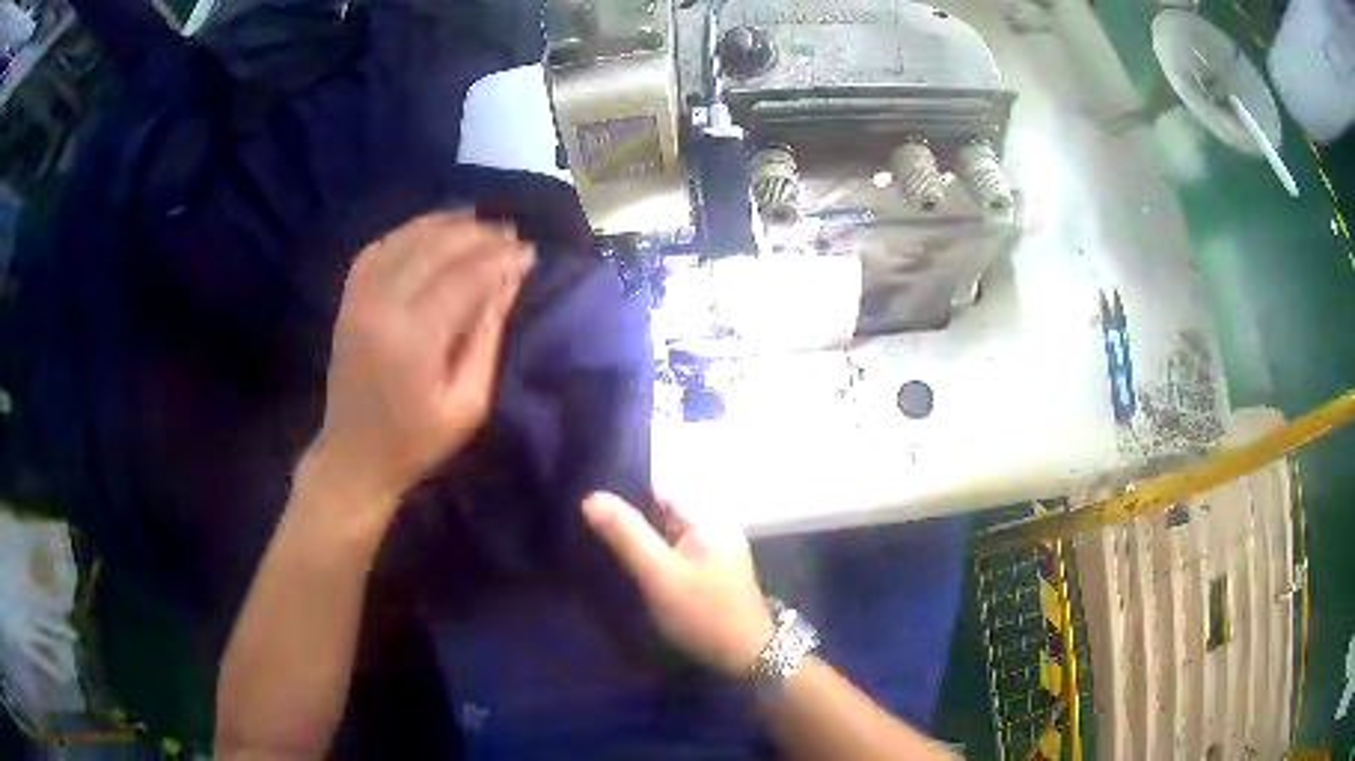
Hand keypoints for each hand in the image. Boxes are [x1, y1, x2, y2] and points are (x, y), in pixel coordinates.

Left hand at [306, 213, 532, 520]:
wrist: (353, 456)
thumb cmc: (417, 441)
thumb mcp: (468, 402)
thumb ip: (488, 335)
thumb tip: (511, 279)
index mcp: (415, 339)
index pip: (466, 277)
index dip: (501, 258)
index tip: (530, 252)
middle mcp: (382, 306)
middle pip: (436, 247)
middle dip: (479, 234)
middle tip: (511, 233)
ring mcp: (360, 299)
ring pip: (407, 239)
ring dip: (445, 224)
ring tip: (479, 223)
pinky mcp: (348, 300)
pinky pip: (378, 248)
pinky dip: (408, 232)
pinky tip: (430, 232)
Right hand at [583, 492, 775, 677]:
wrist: (747, 656)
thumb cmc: (705, 612)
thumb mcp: (660, 575)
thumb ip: (627, 536)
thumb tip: (591, 497)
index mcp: (706, 517)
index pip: (658, 489)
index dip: (623, 490)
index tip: (587, 498)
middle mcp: (711, 527)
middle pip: (660, 511)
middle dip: (627, 516)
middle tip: (582, 522)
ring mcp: (711, 552)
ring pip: (663, 535)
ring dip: (636, 538)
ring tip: (594, 541)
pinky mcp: (706, 575)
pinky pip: (670, 555)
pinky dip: (649, 556)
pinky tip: (625, 566)